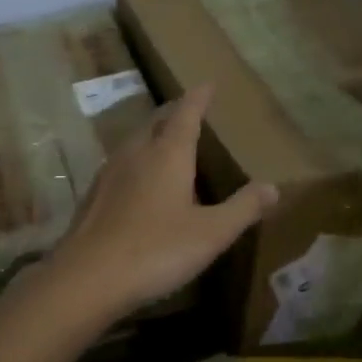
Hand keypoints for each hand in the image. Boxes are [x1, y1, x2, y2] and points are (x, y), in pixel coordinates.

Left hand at [46, 85, 277, 321]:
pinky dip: (136, 160)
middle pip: (156, 122)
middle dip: (174, 112)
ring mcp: (109, 173)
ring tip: (166, 140)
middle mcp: (135, 154)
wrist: (87, 278)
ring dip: (152, 134)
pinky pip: (120, 164)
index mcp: (167, 154)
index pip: (186, 113)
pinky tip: (137, 180)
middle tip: (189, 110)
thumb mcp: (211, 233)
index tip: (207, 83)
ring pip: (134, 141)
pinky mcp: (93, 195)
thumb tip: (273, 187)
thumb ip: (243, 208)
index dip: (199, 98)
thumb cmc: (156, 250)